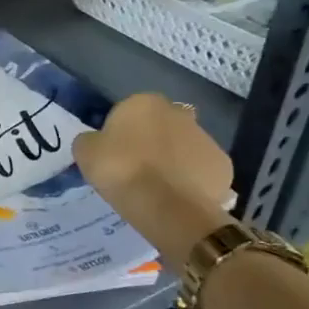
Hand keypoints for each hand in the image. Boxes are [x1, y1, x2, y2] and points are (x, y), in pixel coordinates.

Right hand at [73, 95, 234, 265]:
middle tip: (137, 168)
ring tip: (158, 188)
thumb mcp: (85, 152)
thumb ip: (90, 141)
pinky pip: (201, 170)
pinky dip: (192, 180)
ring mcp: (206, 138)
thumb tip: (97, 142)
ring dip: (174, 160)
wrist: (167, 207)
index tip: (114, 154)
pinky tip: (178, 197)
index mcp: (144, 102)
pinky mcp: (223, 165)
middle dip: (153, 140)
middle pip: (161, 125)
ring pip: (184, 146)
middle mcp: (178, 113)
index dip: (121, 132)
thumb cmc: (121, 170)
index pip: (129, 111)